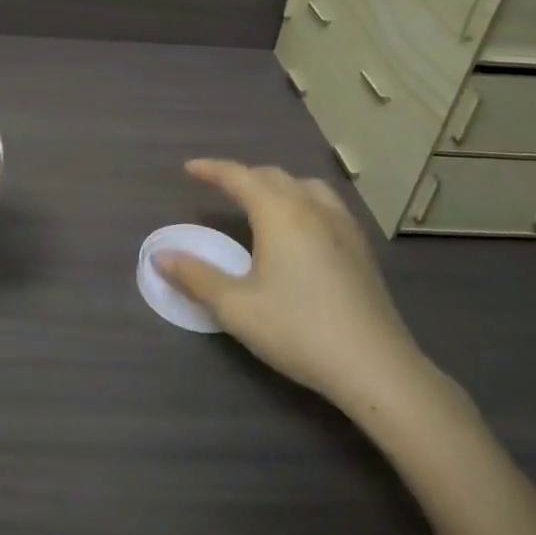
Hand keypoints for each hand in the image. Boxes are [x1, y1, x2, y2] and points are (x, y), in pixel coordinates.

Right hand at [155, 160, 435, 419]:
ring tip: (262, 201)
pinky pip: (327, 204)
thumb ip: (195, 277)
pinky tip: (302, 228)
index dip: (212, 169)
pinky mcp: (362, 248)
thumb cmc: (298, 330)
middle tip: (219, 187)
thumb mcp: (236, 307)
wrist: (375, 366)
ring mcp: (343, 226)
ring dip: (277, 185)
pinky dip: (303, 200)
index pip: (239, 177)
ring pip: (306, 186)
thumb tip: (160, 256)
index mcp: (279, 213)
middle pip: (273, 176)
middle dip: (243, 176)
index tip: (189, 169)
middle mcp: (312, 208)